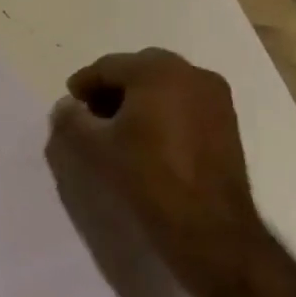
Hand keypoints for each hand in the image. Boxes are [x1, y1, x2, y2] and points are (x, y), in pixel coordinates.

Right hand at [47, 48, 266, 296]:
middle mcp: (191, 73)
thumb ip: (71, 119)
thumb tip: (67, 106)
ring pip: (164, 85)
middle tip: (92, 115)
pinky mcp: (229, 123)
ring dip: (139, 99)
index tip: (70, 104)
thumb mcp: (95, 148)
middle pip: (138, 70)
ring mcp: (215, 97)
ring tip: (120, 129)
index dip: (84, 84)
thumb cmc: (148, 177)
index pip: (108, 66)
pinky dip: (163, 111)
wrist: (211, 230)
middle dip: (113, 88)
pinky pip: (185, 103)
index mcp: (157, 70)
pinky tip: (149, 138)